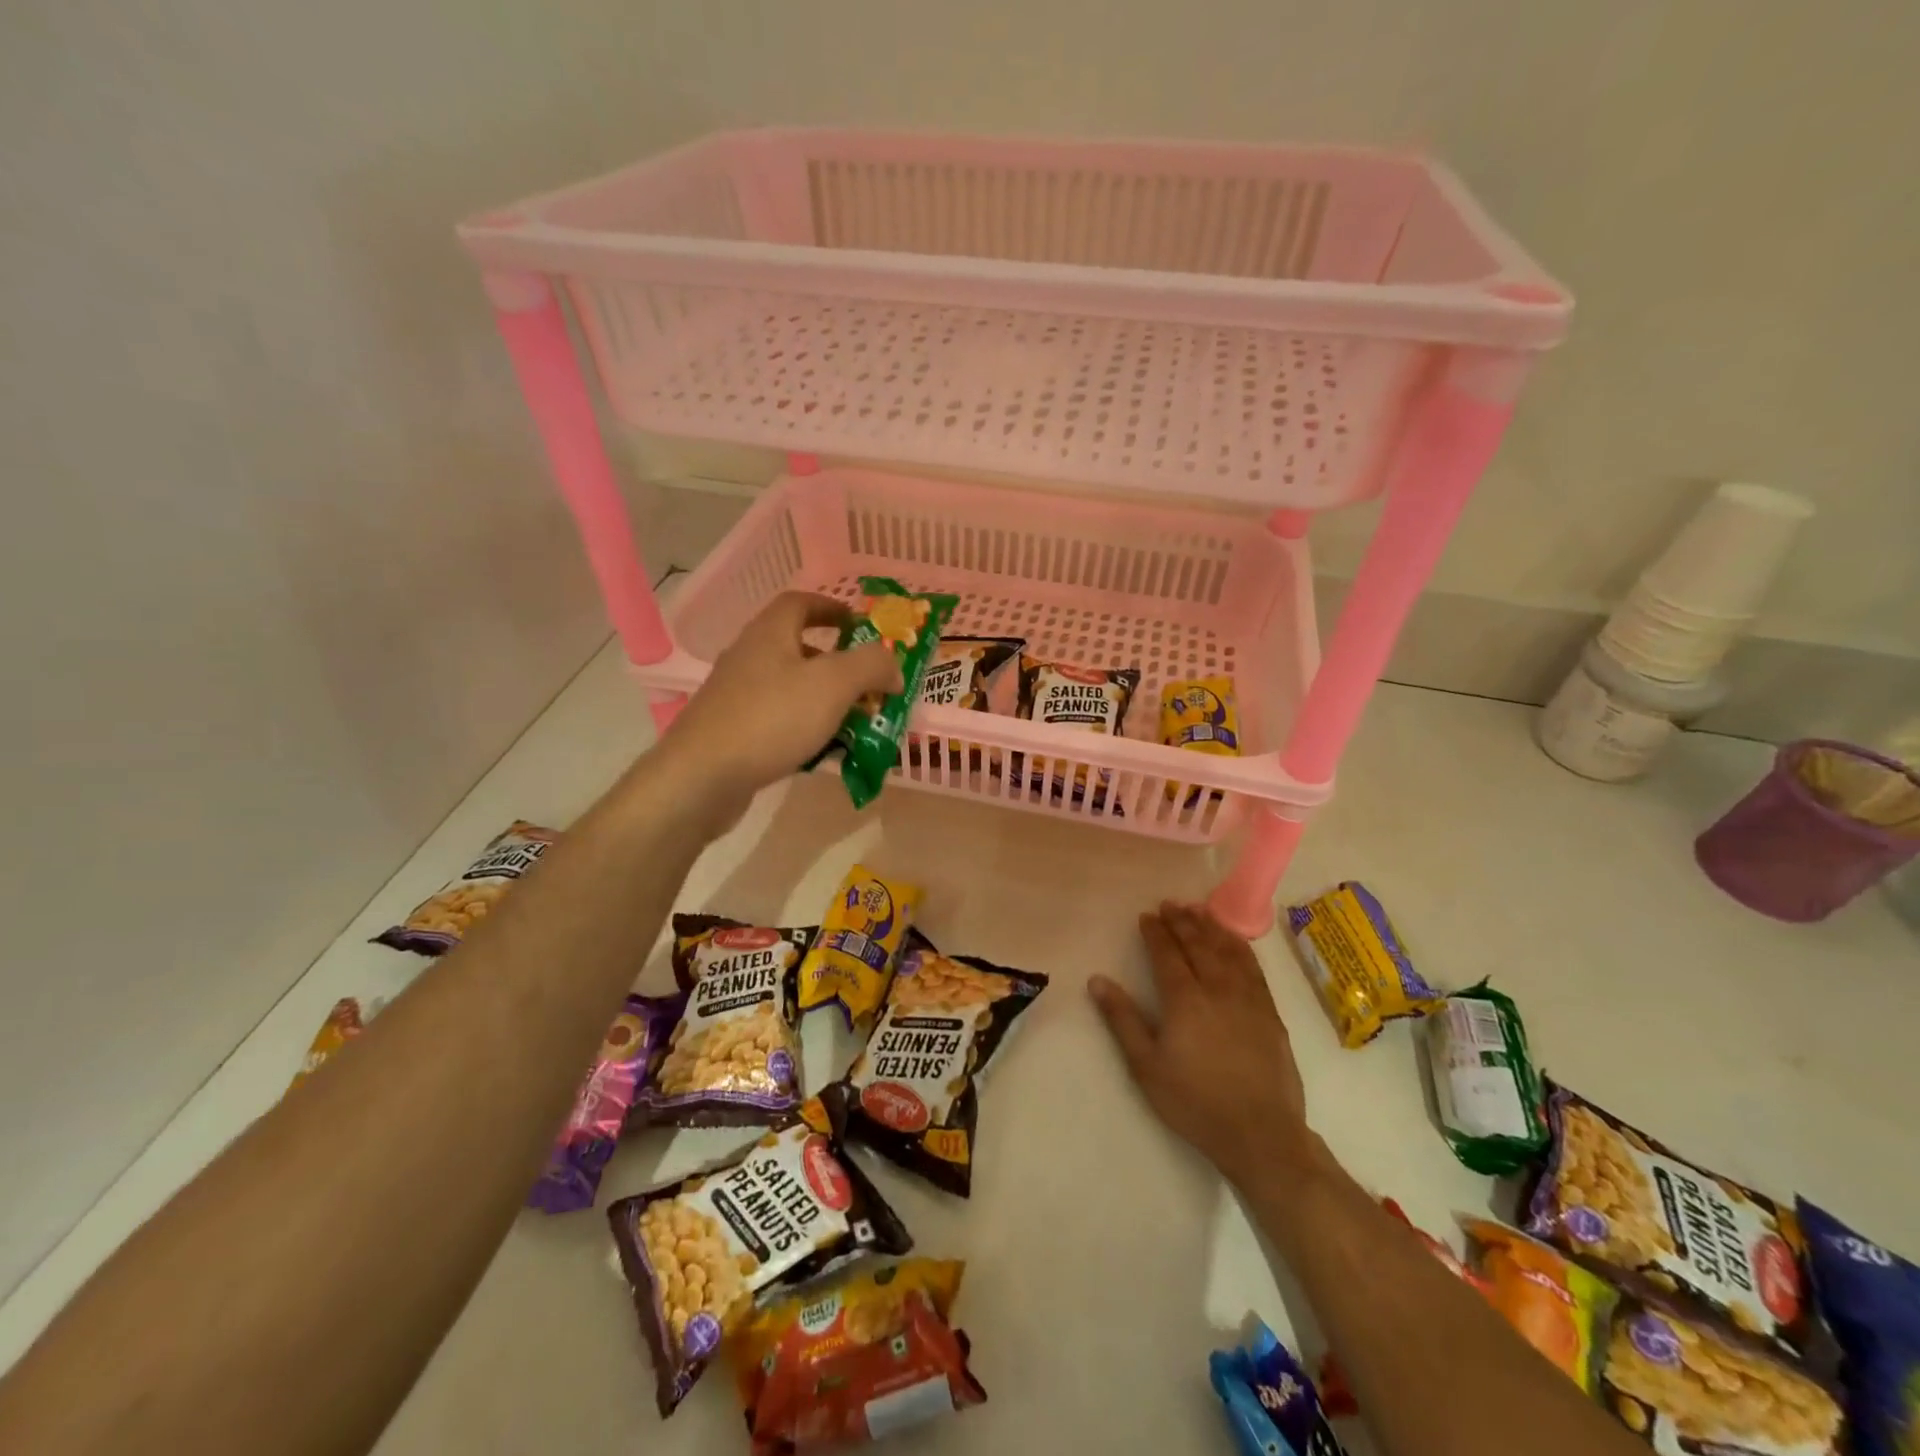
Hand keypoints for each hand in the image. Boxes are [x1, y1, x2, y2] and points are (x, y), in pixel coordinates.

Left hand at [658, 591, 900, 813]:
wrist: (702, 777)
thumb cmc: (772, 718)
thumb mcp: (834, 683)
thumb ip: (871, 665)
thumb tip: (893, 665)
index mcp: (770, 633)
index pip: (800, 603)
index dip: (832, 608)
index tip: (860, 625)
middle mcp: (750, 657)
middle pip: (799, 648)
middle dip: (839, 664)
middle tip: (869, 685)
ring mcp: (737, 696)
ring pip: (792, 688)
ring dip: (826, 700)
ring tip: (856, 723)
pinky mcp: (733, 731)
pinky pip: (779, 720)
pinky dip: (806, 729)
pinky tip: (823, 752)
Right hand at [1090, 903, 1316, 1191]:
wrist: (1260, 1134)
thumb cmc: (1194, 1101)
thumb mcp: (1146, 1065)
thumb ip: (1122, 1019)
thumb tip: (1097, 980)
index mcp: (1185, 1000)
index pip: (1167, 954)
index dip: (1156, 933)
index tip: (1146, 916)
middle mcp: (1217, 988)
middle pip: (1198, 945)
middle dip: (1181, 921)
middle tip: (1169, 904)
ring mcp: (1248, 998)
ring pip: (1227, 950)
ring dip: (1210, 926)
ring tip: (1198, 909)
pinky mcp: (1270, 1012)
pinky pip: (1253, 967)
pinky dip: (1239, 947)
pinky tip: (1234, 941)